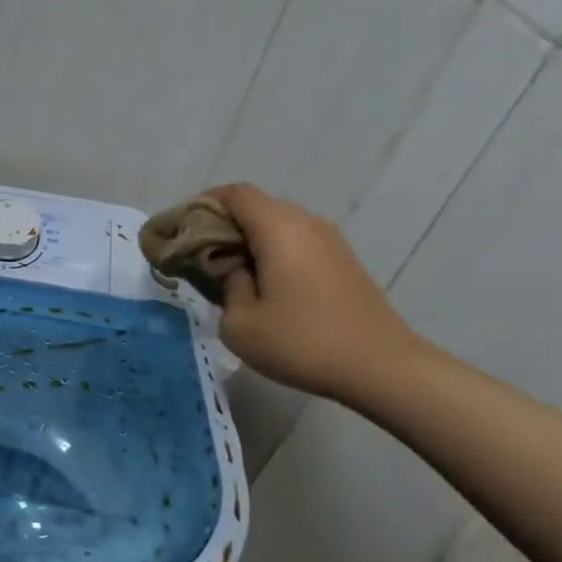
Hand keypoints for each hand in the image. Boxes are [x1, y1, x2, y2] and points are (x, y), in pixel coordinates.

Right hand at [201, 184, 425, 402]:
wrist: (382, 367)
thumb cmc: (302, 342)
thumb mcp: (240, 323)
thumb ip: (226, 285)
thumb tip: (232, 269)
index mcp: (278, 228)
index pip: (233, 194)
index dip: (201, 205)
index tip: (180, 232)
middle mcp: (305, 223)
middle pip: (254, 206)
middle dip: (220, 224)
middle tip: (195, 256)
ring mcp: (329, 241)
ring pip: (275, 224)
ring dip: (245, 240)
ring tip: (225, 273)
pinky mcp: (341, 261)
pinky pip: (295, 242)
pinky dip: (270, 252)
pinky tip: (260, 285)